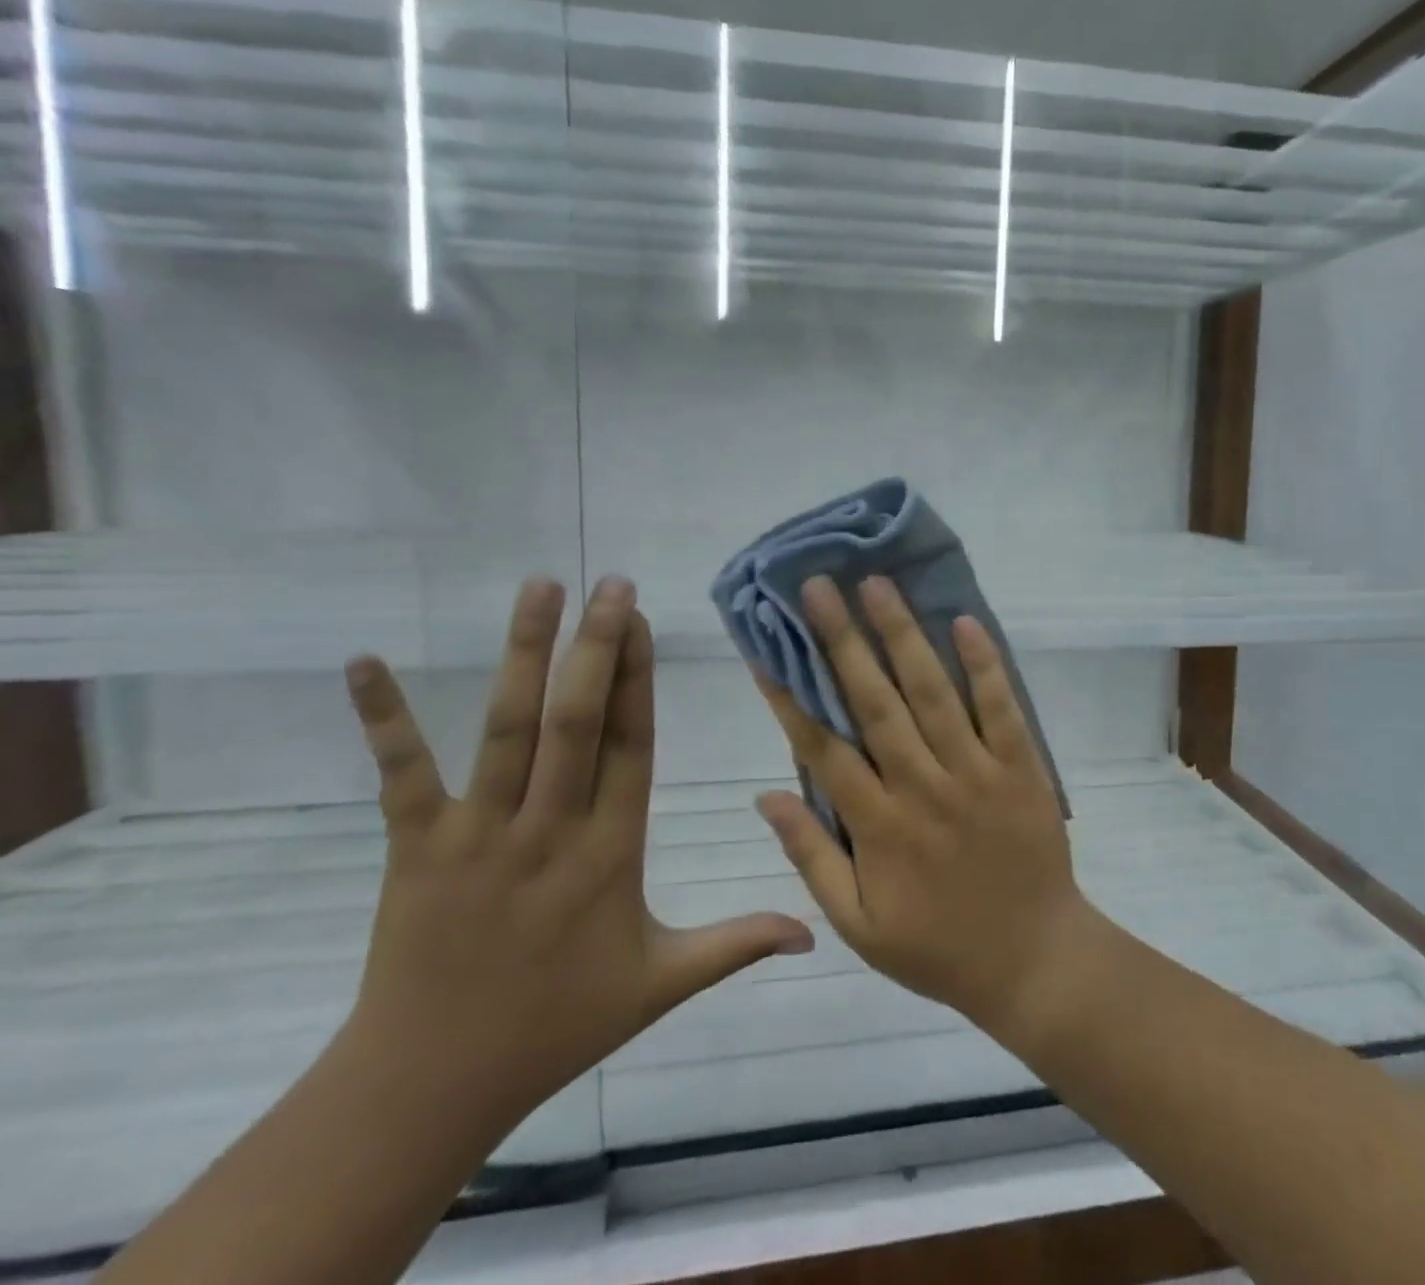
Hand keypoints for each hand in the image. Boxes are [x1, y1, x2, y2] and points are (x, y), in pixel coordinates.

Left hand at [342, 576, 813, 1123]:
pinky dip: (383, 718)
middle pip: (576, 723)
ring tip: (541, 588)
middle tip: (611, 584)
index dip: (639, 680)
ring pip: (508, 730)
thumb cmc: (557, 1025)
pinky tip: (365, 661)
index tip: (644, 622)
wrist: (430, 1086)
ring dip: (524, 655)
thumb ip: (738, 944)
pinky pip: (402, 775)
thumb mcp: (662, 984)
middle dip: (596, 647)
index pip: (632, 748)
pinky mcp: (416, 847)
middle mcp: (549, 830)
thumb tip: (815, 933)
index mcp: (611, 854)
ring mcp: (479, 835)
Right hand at [753, 575, 1093, 1033]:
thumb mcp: (858, 924)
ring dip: (903, 635)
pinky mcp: (1021, 768)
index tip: (768, 647)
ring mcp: (975, 774)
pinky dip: (984, 665)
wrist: (1035, 961)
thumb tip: (766, 795)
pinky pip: (1002, 709)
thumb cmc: (938, 947)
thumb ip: (811, 857)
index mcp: (877, 827)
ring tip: (876, 585)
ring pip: (932, 693)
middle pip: (874, 703)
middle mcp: (921, 788)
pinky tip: (964, 621)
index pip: (823, 748)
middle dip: (841, 641)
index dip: (791, 695)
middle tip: (817, 587)